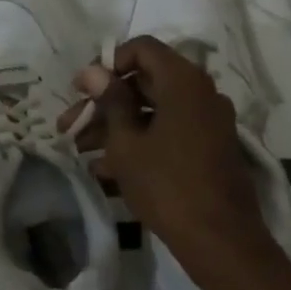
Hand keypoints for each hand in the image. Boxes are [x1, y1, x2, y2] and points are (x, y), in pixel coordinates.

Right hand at [64, 36, 275, 273]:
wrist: (220, 240)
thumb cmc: (167, 185)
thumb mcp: (127, 143)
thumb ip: (110, 102)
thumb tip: (92, 71)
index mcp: (184, 82)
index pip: (142, 49)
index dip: (107, 64)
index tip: (81, 89)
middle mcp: (200, 94)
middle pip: (145, 82)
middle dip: (104, 103)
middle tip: (70, 125)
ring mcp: (207, 123)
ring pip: (153, 112)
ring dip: (116, 127)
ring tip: (81, 151)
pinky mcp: (208, 149)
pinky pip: (167, 133)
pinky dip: (138, 143)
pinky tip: (104, 170)